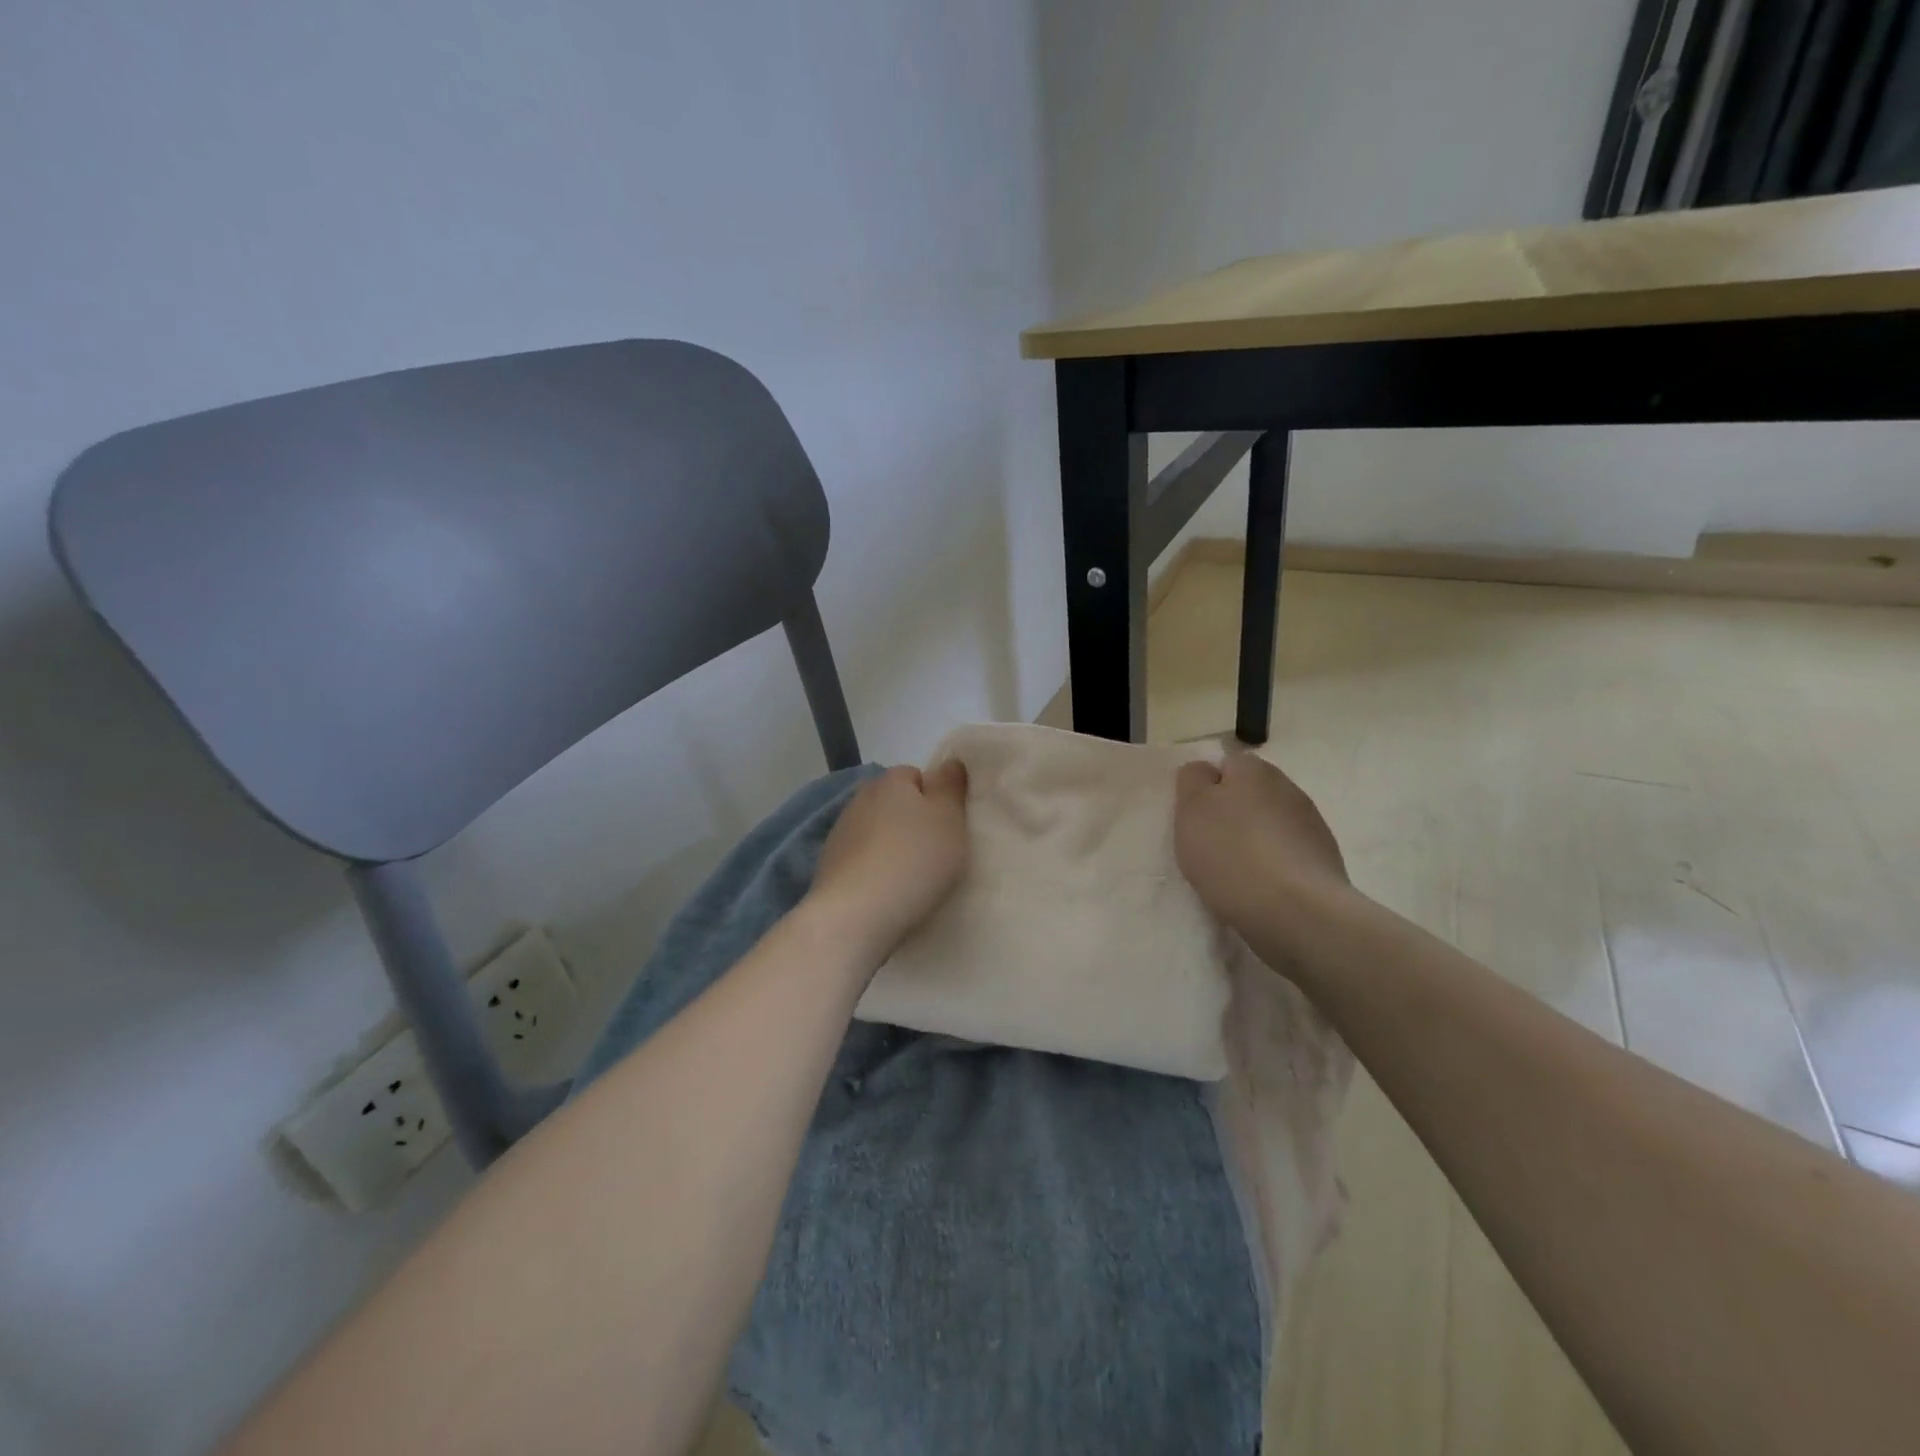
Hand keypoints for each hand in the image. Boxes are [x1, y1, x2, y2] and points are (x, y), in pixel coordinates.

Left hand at [806, 761, 969, 963]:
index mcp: (890, 781)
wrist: (856, 915)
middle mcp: (860, 799)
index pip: (915, 775)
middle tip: (934, 852)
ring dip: (890, 846)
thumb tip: (949, 763)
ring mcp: (840, 833)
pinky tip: (886, 892)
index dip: (934, 797)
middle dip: (911, 821)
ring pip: (876, 831)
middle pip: (894, 803)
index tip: (948, 826)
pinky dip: (873, 869)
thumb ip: (951, 787)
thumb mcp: (949, 820)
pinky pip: (861, 859)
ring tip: (910, 877)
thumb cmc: (913, 860)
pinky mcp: (828, 865)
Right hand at [1174, 751, 1349, 945]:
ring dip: (1254, 839)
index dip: (1206, 787)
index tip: (1193, 817)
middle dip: (1232, 812)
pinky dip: (1273, 865)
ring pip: (1270, 823)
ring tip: (1234, 872)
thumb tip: (1206, 771)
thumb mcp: (1191, 809)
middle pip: (1250, 793)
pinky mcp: (1324, 861)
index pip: (1225, 763)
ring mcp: (1311, 825)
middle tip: (1208, 844)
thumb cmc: (1231, 854)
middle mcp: (1287, 788)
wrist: (1296, 913)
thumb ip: (1192, 780)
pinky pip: (1287, 854)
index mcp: (1253, 770)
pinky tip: (1260, 888)